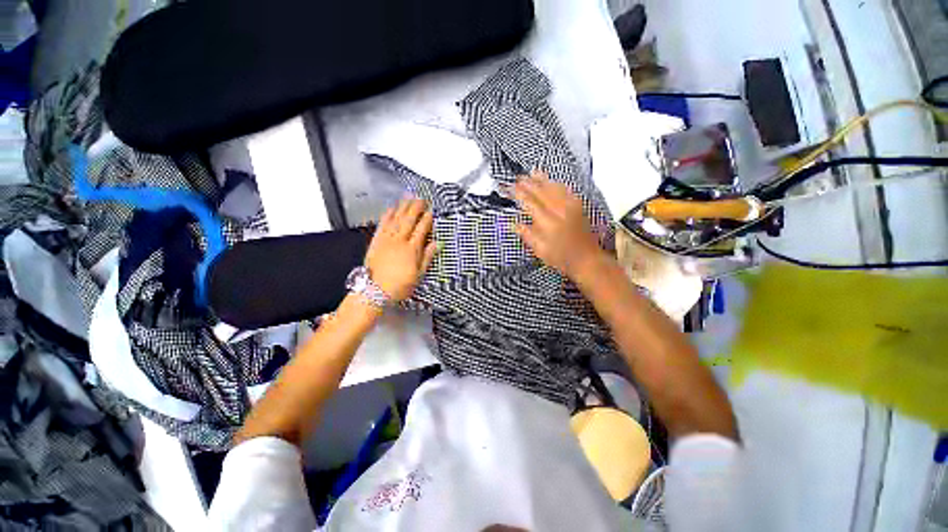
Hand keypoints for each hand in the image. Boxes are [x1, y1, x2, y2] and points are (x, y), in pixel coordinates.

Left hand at [365, 199, 437, 301]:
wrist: (374, 290)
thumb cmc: (399, 285)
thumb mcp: (418, 275)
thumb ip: (427, 257)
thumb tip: (436, 244)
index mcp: (412, 250)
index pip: (422, 230)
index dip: (427, 219)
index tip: (431, 212)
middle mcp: (399, 241)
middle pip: (409, 220)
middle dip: (416, 208)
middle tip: (422, 199)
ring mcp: (386, 239)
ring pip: (396, 219)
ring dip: (403, 207)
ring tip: (408, 198)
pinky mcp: (376, 241)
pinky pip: (382, 224)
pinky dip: (387, 215)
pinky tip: (391, 208)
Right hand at [513, 171, 605, 278]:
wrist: (586, 259)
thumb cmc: (561, 258)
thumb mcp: (540, 250)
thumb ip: (527, 235)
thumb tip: (514, 224)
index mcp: (548, 223)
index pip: (530, 203)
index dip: (519, 194)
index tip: (511, 188)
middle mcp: (559, 211)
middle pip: (541, 192)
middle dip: (528, 183)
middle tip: (518, 178)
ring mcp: (570, 207)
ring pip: (554, 188)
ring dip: (542, 179)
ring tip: (532, 173)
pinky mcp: (578, 206)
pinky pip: (566, 190)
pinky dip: (557, 184)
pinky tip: (552, 181)